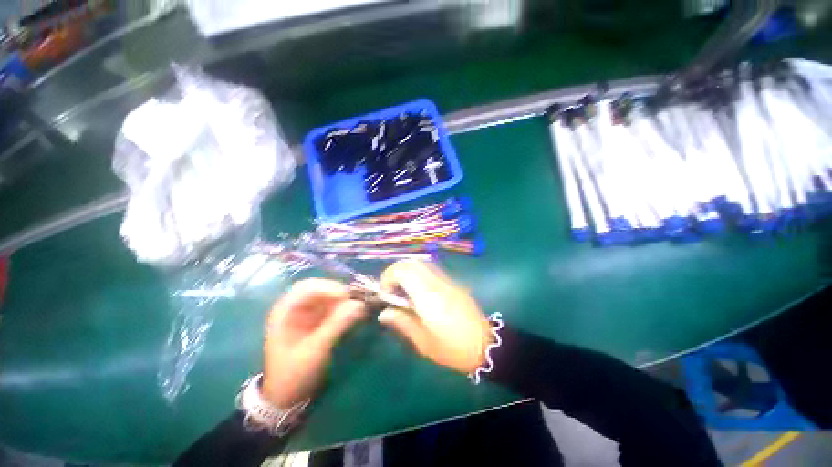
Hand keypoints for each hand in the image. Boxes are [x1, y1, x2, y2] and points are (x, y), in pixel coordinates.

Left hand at [262, 279, 365, 407]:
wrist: (287, 397)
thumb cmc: (294, 373)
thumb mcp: (315, 349)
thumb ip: (336, 325)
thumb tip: (359, 304)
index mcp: (285, 311)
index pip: (306, 287)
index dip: (327, 287)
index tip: (346, 296)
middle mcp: (296, 307)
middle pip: (320, 289)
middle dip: (338, 293)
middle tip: (355, 300)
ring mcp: (308, 314)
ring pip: (329, 297)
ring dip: (344, 300)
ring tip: (359, 308)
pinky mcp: (318, 321)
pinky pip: (334, 307)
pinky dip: (345, 309)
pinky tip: (355, 314)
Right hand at [378, 261, 491, 373]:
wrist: (485, 345)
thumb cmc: (452, 348)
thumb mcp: (423, 342)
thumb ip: (402, 323)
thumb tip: (384, 313)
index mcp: (428, 296)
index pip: (404, 270)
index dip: (389, 276)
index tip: (384, 292)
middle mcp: (437, 283)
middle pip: (413, 262)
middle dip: (397, 270)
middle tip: (391, 288)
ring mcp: (447, 281)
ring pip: (423, 263)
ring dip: (408, 270)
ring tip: (403, 289)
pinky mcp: (453, 283)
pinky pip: (432, 270)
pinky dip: (419, 274)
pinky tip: (418, 291)